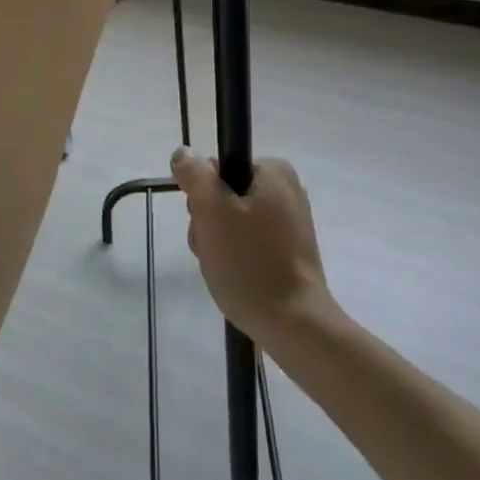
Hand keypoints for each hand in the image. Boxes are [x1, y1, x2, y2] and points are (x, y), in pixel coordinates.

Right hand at [171, 149, 335, 340]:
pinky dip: (237, 260)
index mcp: (274, 171)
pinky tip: (237, 281)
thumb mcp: (212, 211)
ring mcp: (290, 223)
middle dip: (210, 225)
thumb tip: (184, 153)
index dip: (203, 197)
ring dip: (219, 245)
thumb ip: (195, 175)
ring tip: (224, 271)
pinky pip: (251, 245)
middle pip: (225, 197)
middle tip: (214, 251)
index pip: (217, 170)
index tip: (206, 225)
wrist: (295, 326)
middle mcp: (286, 190)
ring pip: (234, 224)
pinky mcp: (290, 253)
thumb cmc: (251, 262)